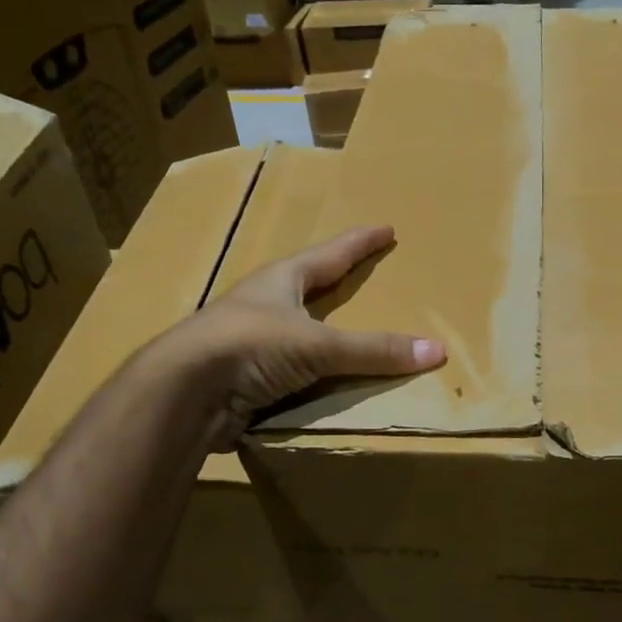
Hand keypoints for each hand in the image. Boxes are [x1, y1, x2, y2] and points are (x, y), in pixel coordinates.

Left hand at [164, 224, 443, 445]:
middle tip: (362, 275)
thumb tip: (437, 351)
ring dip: (320, 331)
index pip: (331, 254)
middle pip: (307, 287)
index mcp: (282, 280)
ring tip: (347, 331)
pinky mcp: (243, 377)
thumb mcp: (319, 345)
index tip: (386, 229)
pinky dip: (310, 373)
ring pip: (295, 330)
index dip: (360, 242)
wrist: (184, 392)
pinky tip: (324, 381)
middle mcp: (264, 304)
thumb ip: (375, 351)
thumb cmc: (250, 345)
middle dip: (334, 281)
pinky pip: (289, 370)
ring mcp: (249, 341)